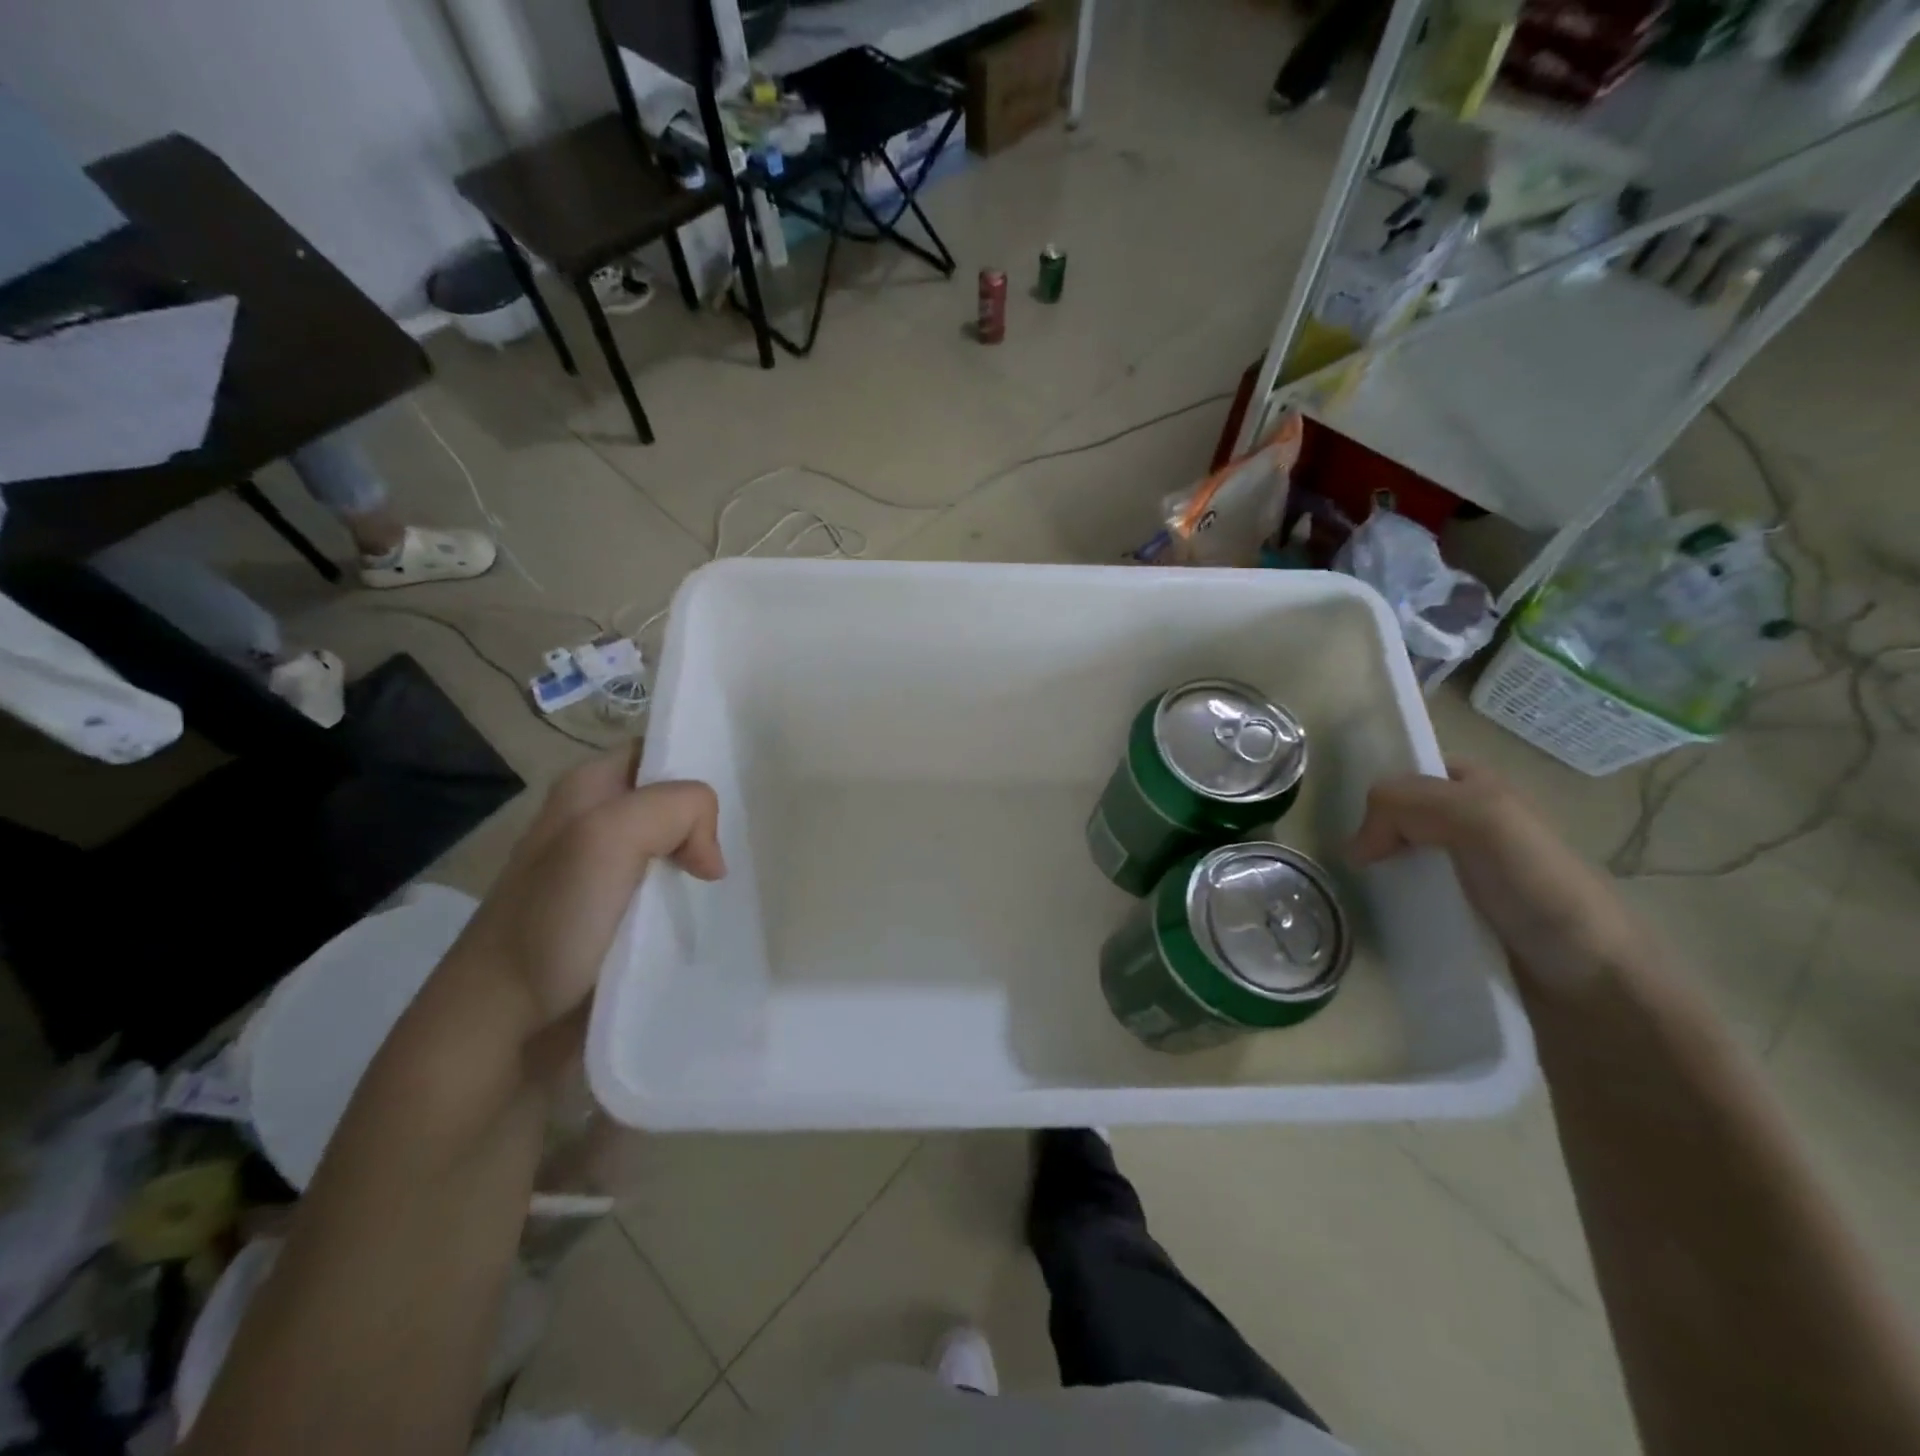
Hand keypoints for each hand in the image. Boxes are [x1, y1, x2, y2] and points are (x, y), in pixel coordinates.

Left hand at [452, 744, 724, 1029]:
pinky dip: (697, 900)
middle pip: (675, 803)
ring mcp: (610, 876)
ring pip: (678, 850)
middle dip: (712, 818)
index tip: (737, 794)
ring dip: (708, 863)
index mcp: (588, 788)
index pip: (660, 751)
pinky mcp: (621, 921)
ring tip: (743, 879)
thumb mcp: (609, 836)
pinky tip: (718, 911)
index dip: (698, 763)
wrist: (502, 1025)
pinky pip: (673, 895)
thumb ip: (676, 809)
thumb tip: (711, 857)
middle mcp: (598, 824)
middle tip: (749, 841)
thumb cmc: (551, 920)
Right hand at [1348, 760, 1642, 997]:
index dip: (1382, 792)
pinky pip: (1409, 899)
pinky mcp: (1460, 918)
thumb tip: (1354, 847)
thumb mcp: (1479, 818)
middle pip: (1400, 816)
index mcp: (1482, 790)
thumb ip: (1408, 803)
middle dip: (1372, 835)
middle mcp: (1473, 826)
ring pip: (1400, 859)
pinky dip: (1391, 907)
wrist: (1595, 983)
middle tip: (1359, 866)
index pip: (1411, 773)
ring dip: (1378, 875)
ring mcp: (1466, 875)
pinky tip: (1385, 919)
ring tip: (1365, 897)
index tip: (1361, 827)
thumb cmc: (1540, 888)